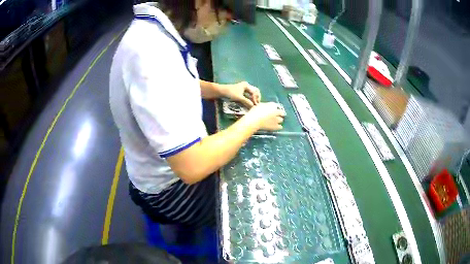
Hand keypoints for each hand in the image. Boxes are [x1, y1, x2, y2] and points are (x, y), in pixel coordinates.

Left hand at [223, 82, 260, 107]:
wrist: (221, 92)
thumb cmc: (230, 93)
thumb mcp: (239, 98)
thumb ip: (247, 102)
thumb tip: (253, 107)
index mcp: (246, 85)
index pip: (255, 92)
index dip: (256, 98)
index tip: (255, 104)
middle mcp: (246, 86)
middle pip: (255, 92)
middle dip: (256, 98)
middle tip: (256, 105)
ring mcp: (244, 89)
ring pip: (251, 95)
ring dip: (253, 100)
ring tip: (254, 106)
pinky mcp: (241, 93)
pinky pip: (248, 96)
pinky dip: (249, 100)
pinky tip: (249, 104)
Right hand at [247, 102, 284, 130]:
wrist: (255, 120)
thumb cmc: (255, 111)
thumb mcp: (260, 105)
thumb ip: (265, 106)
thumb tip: (266, 107)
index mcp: (272, 105)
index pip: (275, 105)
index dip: (274, 108)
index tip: (271, 109)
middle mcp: (276, 112)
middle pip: (282, 112)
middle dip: (279, 113)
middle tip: (275, 115)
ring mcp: (277, 119)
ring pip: (281, 119)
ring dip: (279, 120)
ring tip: (275, 121)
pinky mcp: (275, 126)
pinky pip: (280, 127)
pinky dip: (279, 126)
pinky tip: (276, 126)